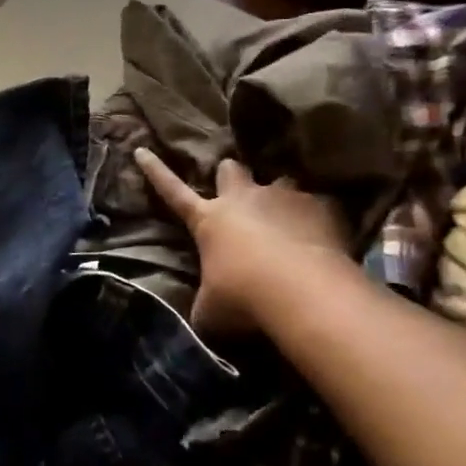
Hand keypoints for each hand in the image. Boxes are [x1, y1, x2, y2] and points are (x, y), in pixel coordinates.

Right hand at [134, 147, 349, 336]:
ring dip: (280, 197)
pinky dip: (318, 218)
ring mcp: (283, 198)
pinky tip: (324, 237)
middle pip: (230, 169)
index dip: (155, 171)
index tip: (142, 150)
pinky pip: (319, 204)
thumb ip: (205, 303)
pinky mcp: (321, 207)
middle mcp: (243, 199)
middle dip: (231, 176)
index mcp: (208, 219)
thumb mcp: (211, 311)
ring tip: (288, 217)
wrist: (305, 294)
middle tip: (237, 190)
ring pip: (279, 181)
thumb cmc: (245, 299)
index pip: (171, 190)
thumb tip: (200, 316)